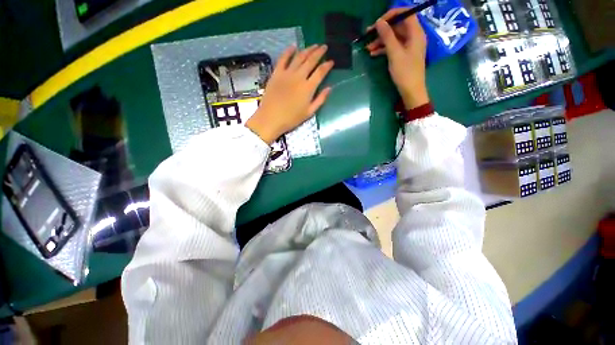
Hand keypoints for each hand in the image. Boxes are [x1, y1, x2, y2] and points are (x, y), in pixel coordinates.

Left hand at [246, 45, 333, 143]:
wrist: (271, 118)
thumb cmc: (291, 119)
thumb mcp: (309, 113)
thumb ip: (320, 100)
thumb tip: (329, 88)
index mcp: (308, 88)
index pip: (320, 72)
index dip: (327, 65)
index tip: (331, 61)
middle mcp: (299, 77)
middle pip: (311, 61)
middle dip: (319, 52)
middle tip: (324, 47)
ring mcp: (287, 73)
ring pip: (299, 57)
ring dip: (307, 49)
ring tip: (313, 45)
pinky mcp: (276, 73)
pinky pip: (283, 58)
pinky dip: (288, 51)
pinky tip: (293, 46)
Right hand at [366, 9, 428, 109]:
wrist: (411, 91)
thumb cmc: (405, 72)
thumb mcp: (395, 53)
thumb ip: (387, 36)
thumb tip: (379, 22)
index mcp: (415, 32)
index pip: (405, 14)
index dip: (390, 15)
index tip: (377, 23)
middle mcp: (413, 36)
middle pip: (397, 26)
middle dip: (382, 30)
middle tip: (368, 35)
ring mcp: (408, 46)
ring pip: (393, 37)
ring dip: (380, 41)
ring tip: (367, 48)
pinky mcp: (404, 54)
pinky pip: (393, 47)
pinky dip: (383, 49)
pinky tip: (373, 54)